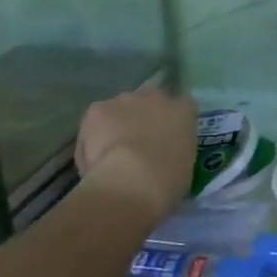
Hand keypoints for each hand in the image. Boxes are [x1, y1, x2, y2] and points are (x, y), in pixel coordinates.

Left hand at [76, 86, 196, 212]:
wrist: (134, 179)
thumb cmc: (169, 178)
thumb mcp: (185, 164)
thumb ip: (176, 150)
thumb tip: (164, 154)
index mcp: (185, 110)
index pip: (182, 105)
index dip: (171, 121)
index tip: (165, 137)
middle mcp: (157, 97)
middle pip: (148, 102)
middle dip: (142, 119)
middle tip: (137, 146)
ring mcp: (125, 100)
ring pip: (119, 110)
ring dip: (116, 125)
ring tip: (110, 155)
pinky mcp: (97, 109)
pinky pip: (94, 123)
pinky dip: (91, 138)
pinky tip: (93, 160)